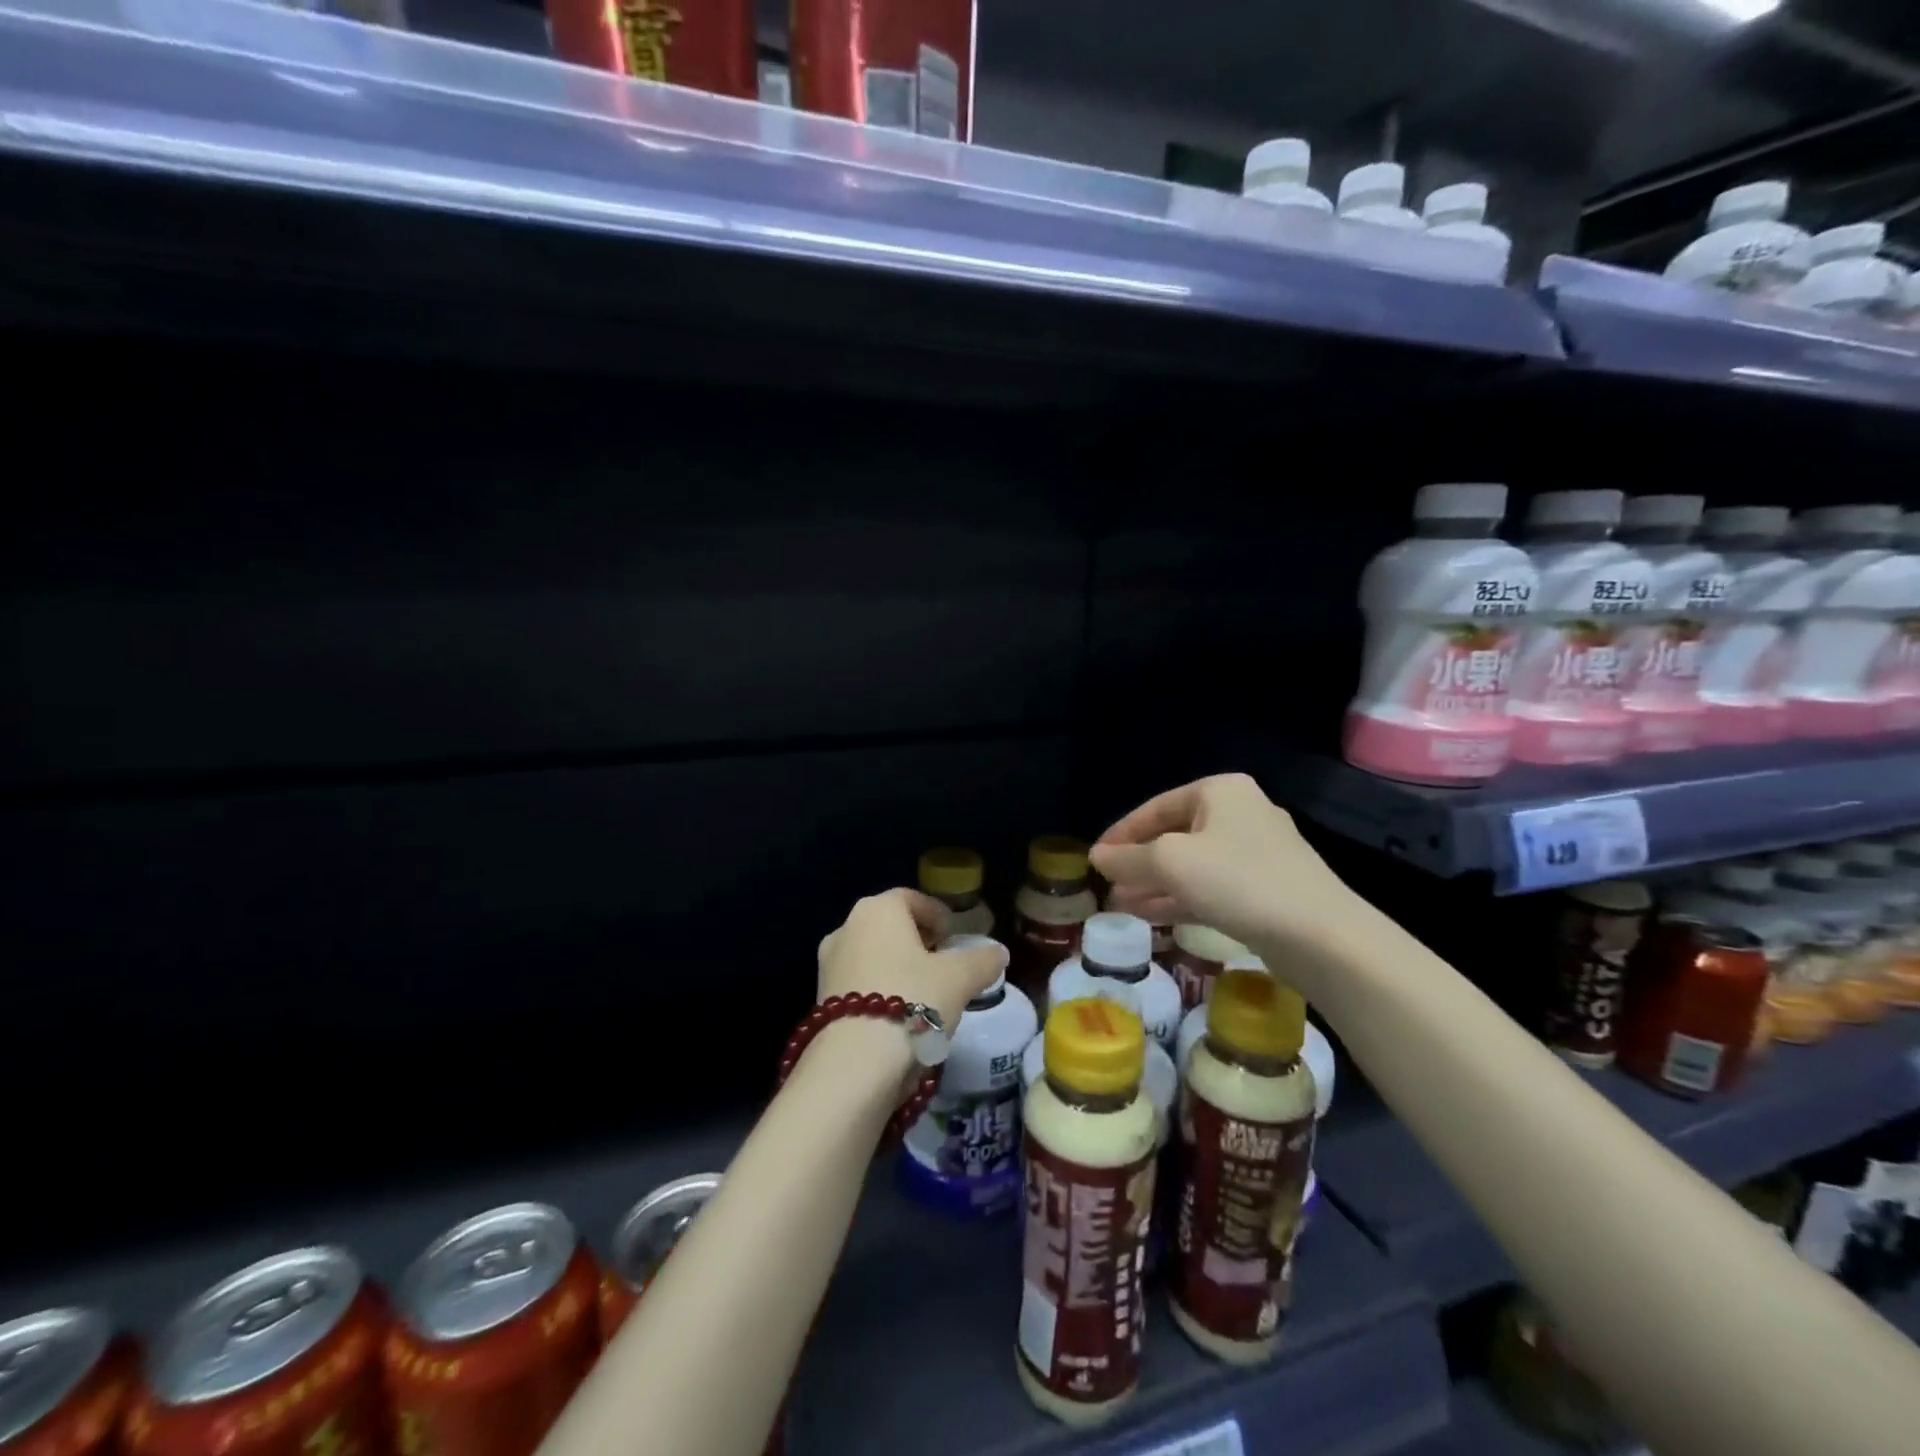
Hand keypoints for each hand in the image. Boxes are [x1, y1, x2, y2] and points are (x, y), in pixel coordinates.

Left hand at [816, 888, 1006, 1044]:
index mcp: (878, 909)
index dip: (936, 915)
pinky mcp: (820, 998)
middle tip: (942, 963)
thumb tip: (999, 952)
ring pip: (872, 954)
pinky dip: (879, 989)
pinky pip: (858, 982)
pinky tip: (898, 1016)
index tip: (953, 936)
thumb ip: (982, 960)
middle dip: (916, 941)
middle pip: (889, 926)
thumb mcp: (960, 979)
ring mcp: (828, 963)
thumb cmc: (912, 1000)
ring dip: (896, 966)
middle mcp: (846, 927)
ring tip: (924, 994)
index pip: (911, 899)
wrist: (856, 1063)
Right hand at [1090, 774, 1356, 958]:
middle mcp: (1240, 813)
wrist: (1320, 935)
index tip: (1095, 860)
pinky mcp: (1267, 888)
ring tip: (1122, 905)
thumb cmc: (1238, 881)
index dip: (1120, 834)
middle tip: (1108, 886)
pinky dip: (1181, 898)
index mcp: (1220, 791)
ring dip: (1155, 884)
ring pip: (1192, 865)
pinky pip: (1212, 887)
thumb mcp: (1170, 863)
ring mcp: (1257, 853)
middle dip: (1138, 863)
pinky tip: (1153, 916)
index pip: (1155, 807)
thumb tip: (1097, 857)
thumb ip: (1128, 859)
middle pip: (1174, 835)